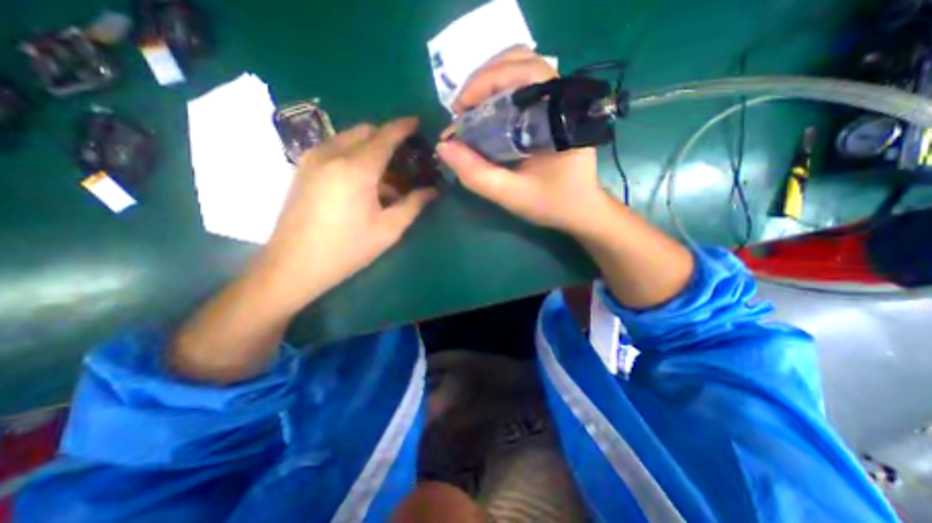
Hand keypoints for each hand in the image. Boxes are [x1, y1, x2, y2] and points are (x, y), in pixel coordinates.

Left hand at [254, 117, 437, 310]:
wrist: (293, 265)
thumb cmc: (347, 249)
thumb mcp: (388, 229)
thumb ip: (413, 204)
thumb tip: (433, 191)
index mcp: (356, 168)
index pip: (385, 136)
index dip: (403, 127)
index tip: (417, 123)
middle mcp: (332, 154)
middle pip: (365, 131)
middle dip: (387, 137)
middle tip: (405, 158)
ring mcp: (312, 159)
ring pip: (348, 138)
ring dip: (370, 148)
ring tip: (386, 176)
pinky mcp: (303, 169)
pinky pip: (334, 149)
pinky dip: (354, 155)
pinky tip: (363, 181)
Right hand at [438, 48, 611, 233]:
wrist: (581, 209)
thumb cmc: (552, 203)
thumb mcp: (511, 194)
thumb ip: (477, 174)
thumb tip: (443, 147)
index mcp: (557, 115)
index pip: (522, 72)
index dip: (484, 83)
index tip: (459, 110)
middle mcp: (561, 98)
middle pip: (519, 60)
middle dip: (482, 81)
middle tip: (461, 111)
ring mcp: (558, 101)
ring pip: (521, 68)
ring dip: (489, 83)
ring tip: (470, 111)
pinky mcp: (552, 110)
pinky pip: (523, 85)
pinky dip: (498, 92)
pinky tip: (486, 113)